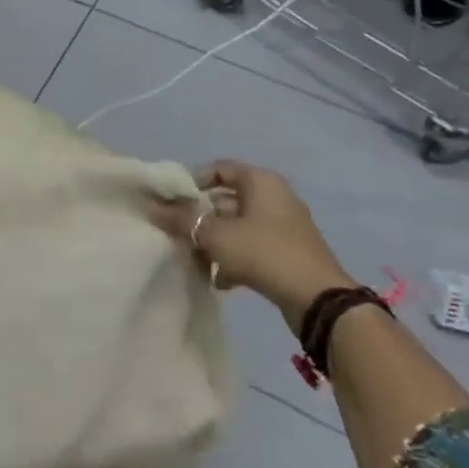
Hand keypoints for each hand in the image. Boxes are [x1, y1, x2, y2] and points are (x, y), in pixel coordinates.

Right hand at [148, 162, 353, 324]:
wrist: (317, 298)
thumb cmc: (263, 252)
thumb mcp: (215, 234)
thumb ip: (181, 219)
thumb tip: (150, 206)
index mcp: (261, 182)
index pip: (219, 169)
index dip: (193, 182)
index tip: (172, 202)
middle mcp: (275, 197)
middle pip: (226, 199)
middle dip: (200, 217)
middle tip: (177, 233)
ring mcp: (284, 226)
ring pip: (238, 226)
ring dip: (214, 241)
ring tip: (195, 259)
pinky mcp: (287, 252)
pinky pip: (252, 247)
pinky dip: (234, 259)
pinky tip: (219, 280)